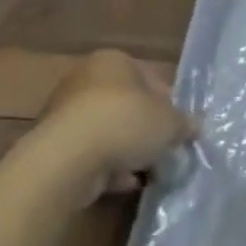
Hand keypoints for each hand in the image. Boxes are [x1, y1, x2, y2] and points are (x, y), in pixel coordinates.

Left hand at [34, 50, 197, 204]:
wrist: (66, 160)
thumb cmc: (125, 123)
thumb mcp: (170, 123)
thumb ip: (184, 124)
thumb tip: (194, 128)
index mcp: (113, 61)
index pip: (149, 78)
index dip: (168, 104)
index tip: (176, 127)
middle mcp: (84, 80)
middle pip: (126, 106)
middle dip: (145, 129)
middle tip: (163, 149)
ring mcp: (64, 114)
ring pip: (107, 132)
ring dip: (126, 151)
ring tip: (147, 171)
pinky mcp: (52, 146)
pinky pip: (89, 154)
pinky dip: (106, 167)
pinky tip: (124, 183)